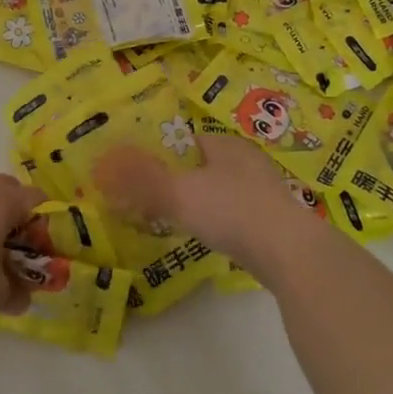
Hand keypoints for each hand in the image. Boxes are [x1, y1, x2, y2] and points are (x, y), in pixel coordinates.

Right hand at [95, 134, 323, 281]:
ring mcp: (261, 189)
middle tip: (144, 198)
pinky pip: (230, 211)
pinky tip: (203, 235)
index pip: (180, 139)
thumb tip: (101, 166)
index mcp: (224, 143)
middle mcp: (245, 159)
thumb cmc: (232, 211)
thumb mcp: (179, 193)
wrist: (291, 254)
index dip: (154, 152)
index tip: (132, 171)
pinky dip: (213, 219)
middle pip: (197, 164)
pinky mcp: (270, 218)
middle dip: (172, 178)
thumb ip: (140, 179)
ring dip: (193, 200)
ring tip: (168, 218)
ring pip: (215, 188)